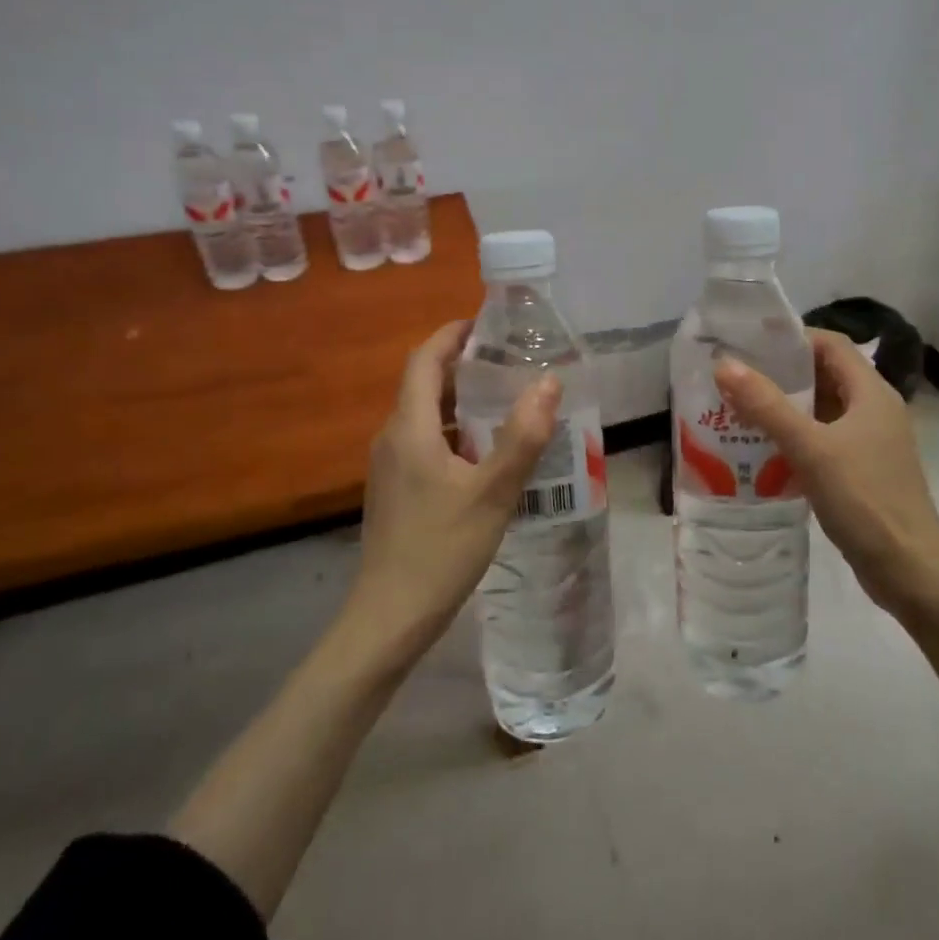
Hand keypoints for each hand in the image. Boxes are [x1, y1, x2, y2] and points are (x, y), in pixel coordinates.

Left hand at [346, 321, 561, 660]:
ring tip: (509, 403)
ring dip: (463, 403)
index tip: (487, 323)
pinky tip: (489, 455)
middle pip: (426, 385)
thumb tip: (549, 382)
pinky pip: (426, 443)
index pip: (424, 360)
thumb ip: (522, 437)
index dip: (452, 335)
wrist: (390, 617)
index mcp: (409, 428)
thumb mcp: (492, 492)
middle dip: (465, 367)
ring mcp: (391, 467)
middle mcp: (393, 438)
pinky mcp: (397, 490)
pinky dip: (457, 433)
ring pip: (427, 417)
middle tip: (512, 363)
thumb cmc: (441, 549)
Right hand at [714, 330, 938, 622]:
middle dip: (781, 375)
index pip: (831, 344)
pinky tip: (763, 451)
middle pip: (825, 376)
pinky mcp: (862, 471)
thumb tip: (724, 365)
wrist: (909, 570)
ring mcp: (870, 443)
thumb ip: (766, 406)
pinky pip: (823, 441)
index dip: (792, 338)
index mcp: (871, 393)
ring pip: (822, 411)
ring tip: (738, 411)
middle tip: (735, 379)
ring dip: (785, 409)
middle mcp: (874, 410)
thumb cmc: (864, 499)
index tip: (749, 345)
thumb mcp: (810, 448)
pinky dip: (795, 439)